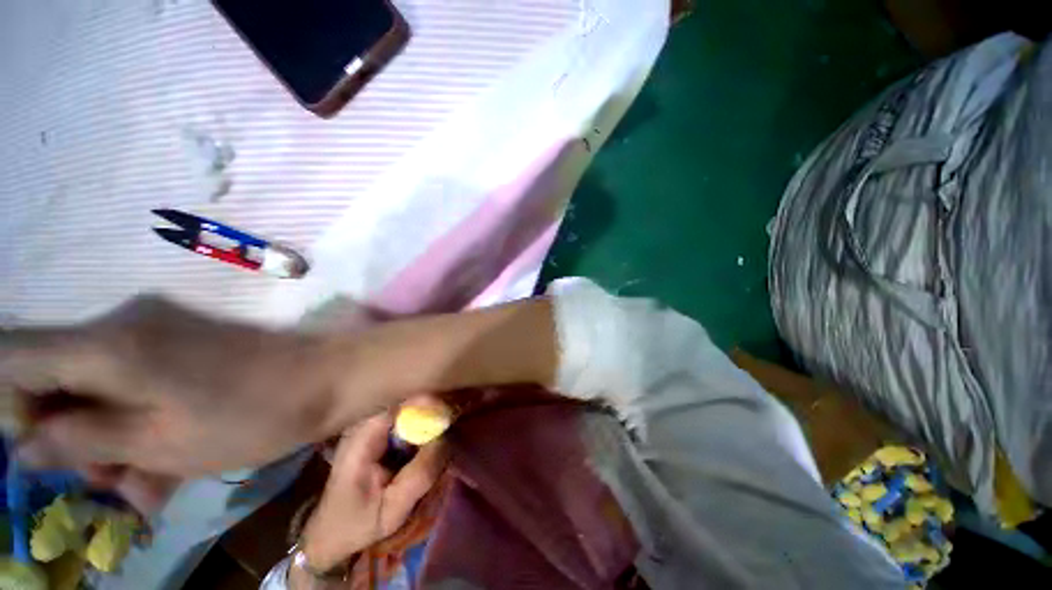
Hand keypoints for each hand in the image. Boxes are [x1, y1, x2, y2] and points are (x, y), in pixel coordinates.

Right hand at [0, 296, 360, 476]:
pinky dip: (135, 419)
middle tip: (109, 481)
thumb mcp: (160, 445)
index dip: (12, 409)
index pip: (12, 358)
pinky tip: (160, 462)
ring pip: (96, 384)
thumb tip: (24, 446)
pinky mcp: (185, 339)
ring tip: (143, 481)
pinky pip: (134, 379)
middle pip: (54, 376)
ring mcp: (158, 327)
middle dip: (69, 435)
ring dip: (107, 436)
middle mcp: (124, 323)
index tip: (44, 453)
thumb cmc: (254, 415)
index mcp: (108, 344)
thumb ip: (83, 441)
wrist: (332, 376)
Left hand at [299, 413, 447, 572]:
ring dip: (430, 416)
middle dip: (434, 409)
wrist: (329, 533)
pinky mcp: (375, 432)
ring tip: (450, 426)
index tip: (452, 412)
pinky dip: (422, 425)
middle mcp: (365, 424)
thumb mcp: (393, 509)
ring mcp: (369, 426)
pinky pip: (405, 419)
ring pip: (407, 409)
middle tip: (457, 419)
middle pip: (407, 403)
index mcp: (362, 439)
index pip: (400, 405)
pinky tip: (434, 435)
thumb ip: (421, 474)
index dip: (428, 403)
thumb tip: (447, 438)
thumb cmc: (357, 524)